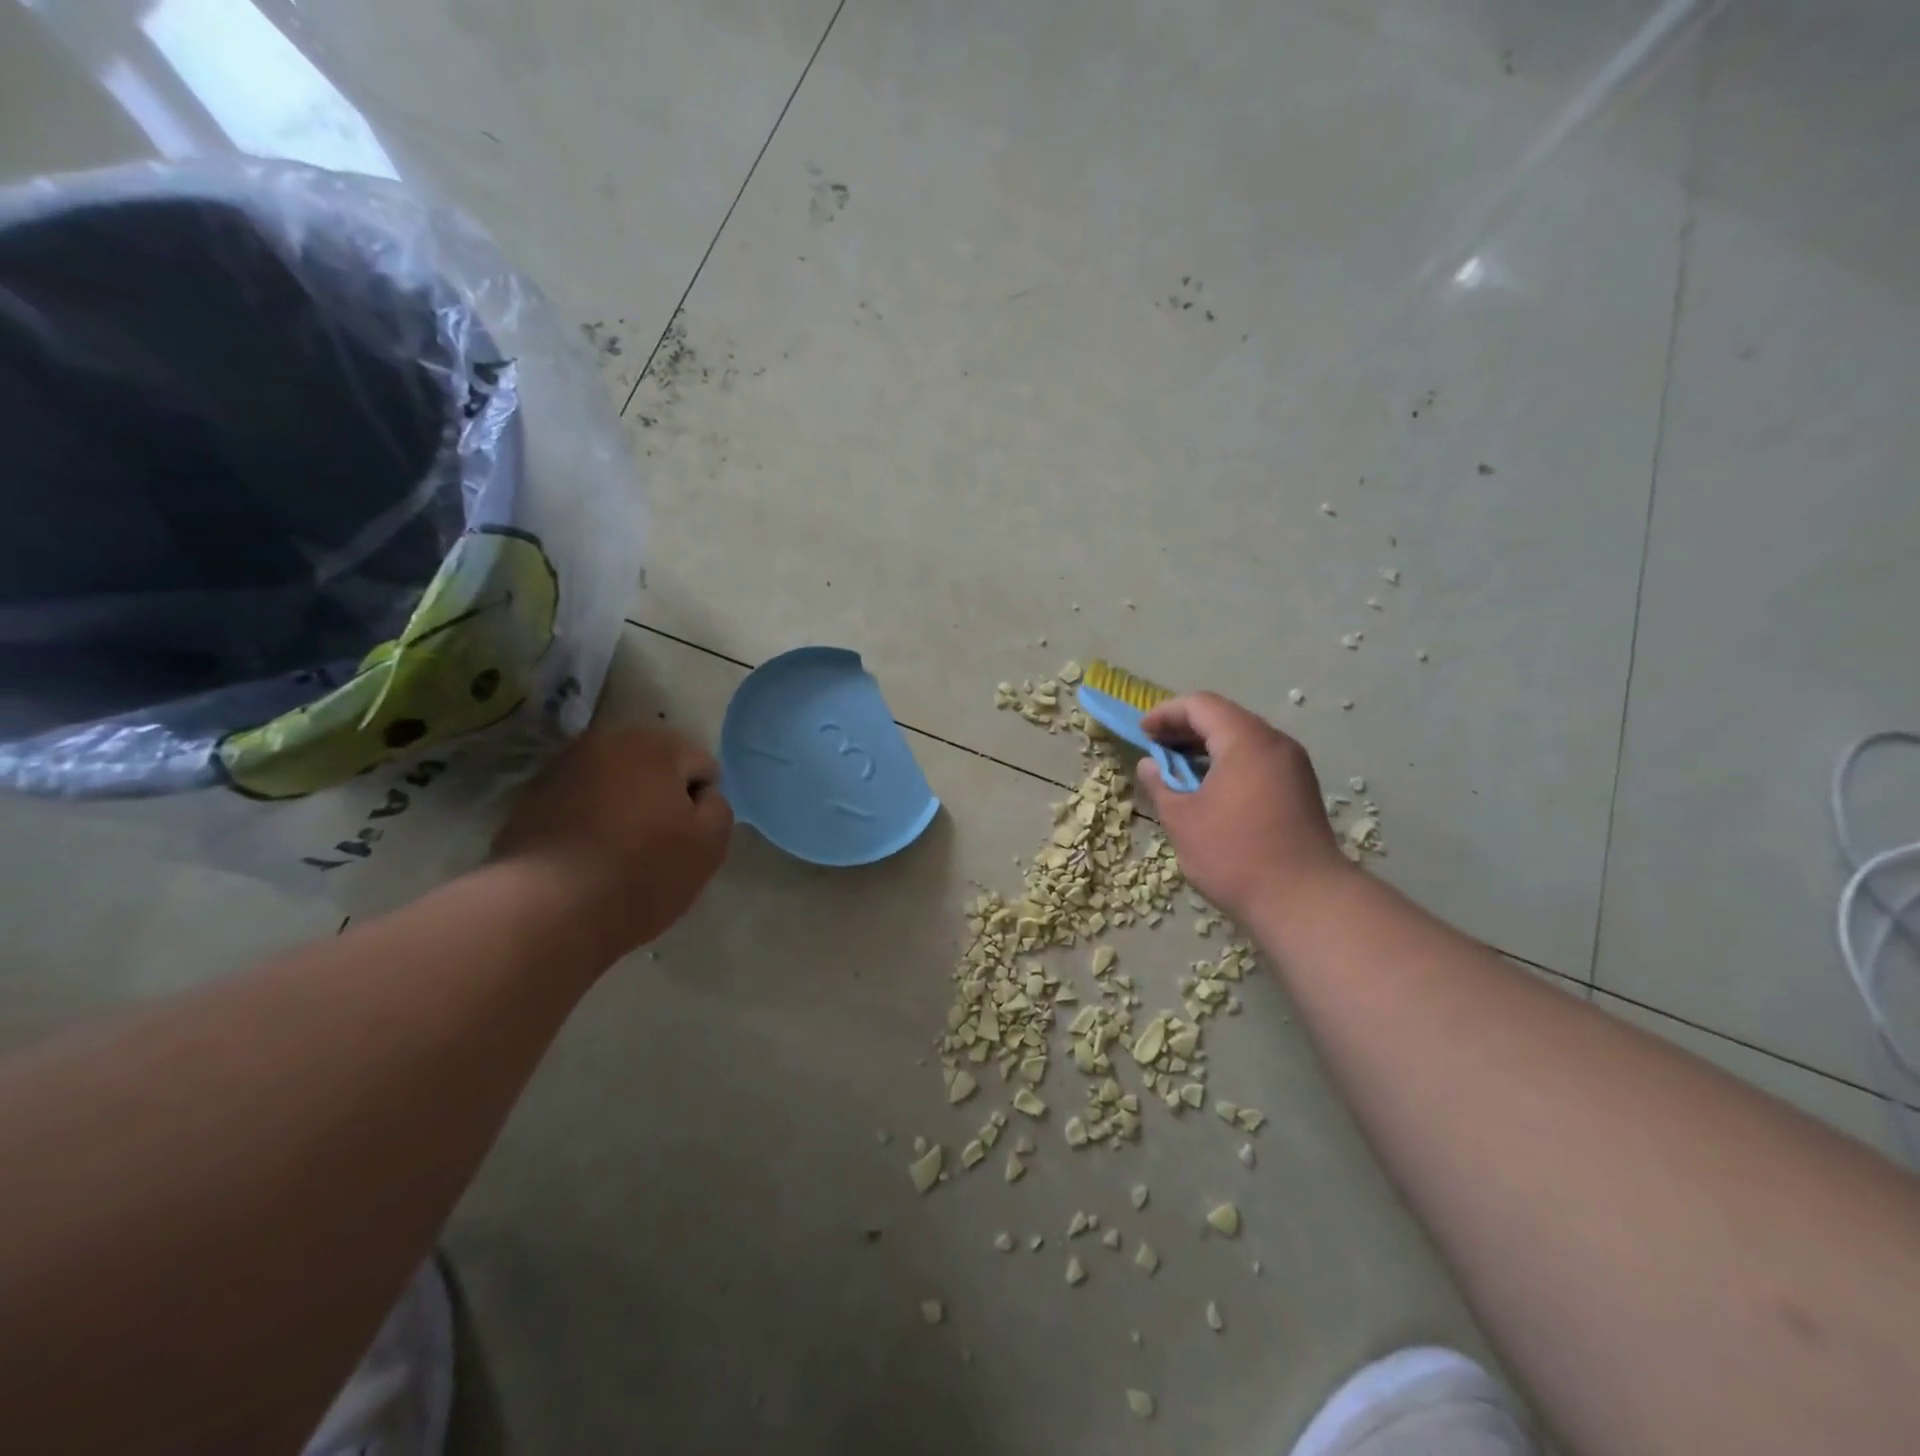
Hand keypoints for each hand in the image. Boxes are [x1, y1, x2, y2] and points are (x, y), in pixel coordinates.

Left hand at [493, 727, 732, 955]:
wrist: (546, 910)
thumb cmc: (641, 872)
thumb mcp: (709, 844)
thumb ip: (718, 807)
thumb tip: (701, 796)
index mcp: (656, 746)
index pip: (702, 765)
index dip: (702, 804)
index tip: (688, 839)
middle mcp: (607, 742)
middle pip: (654, 767)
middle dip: (661, 797)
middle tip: (658, 844)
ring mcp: (562, 768)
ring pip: (614, 783)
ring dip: (624, 806)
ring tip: (618, 853)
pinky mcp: (530, 799)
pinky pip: (578, 802)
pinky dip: (588, 820)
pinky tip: (585, 857)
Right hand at [1137, 693, 1353, 924]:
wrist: (1304, 900)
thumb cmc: (1234, 854)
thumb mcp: (1182, 820)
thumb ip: (1161, 785)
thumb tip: (1149, 765)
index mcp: (1245, 740)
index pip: (1200, 705)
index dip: (1165, 713)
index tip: (1142, 734)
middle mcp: (1275, 743)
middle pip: (1224, 717)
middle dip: (1185, 729)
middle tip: (1156, 750)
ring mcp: (1293, 766)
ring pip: (1243, 739)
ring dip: (1207, 747)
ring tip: (1178, 771)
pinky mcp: (1300, 789)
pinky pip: (1258, 760)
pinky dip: (1229, 763)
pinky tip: (1210, 789)